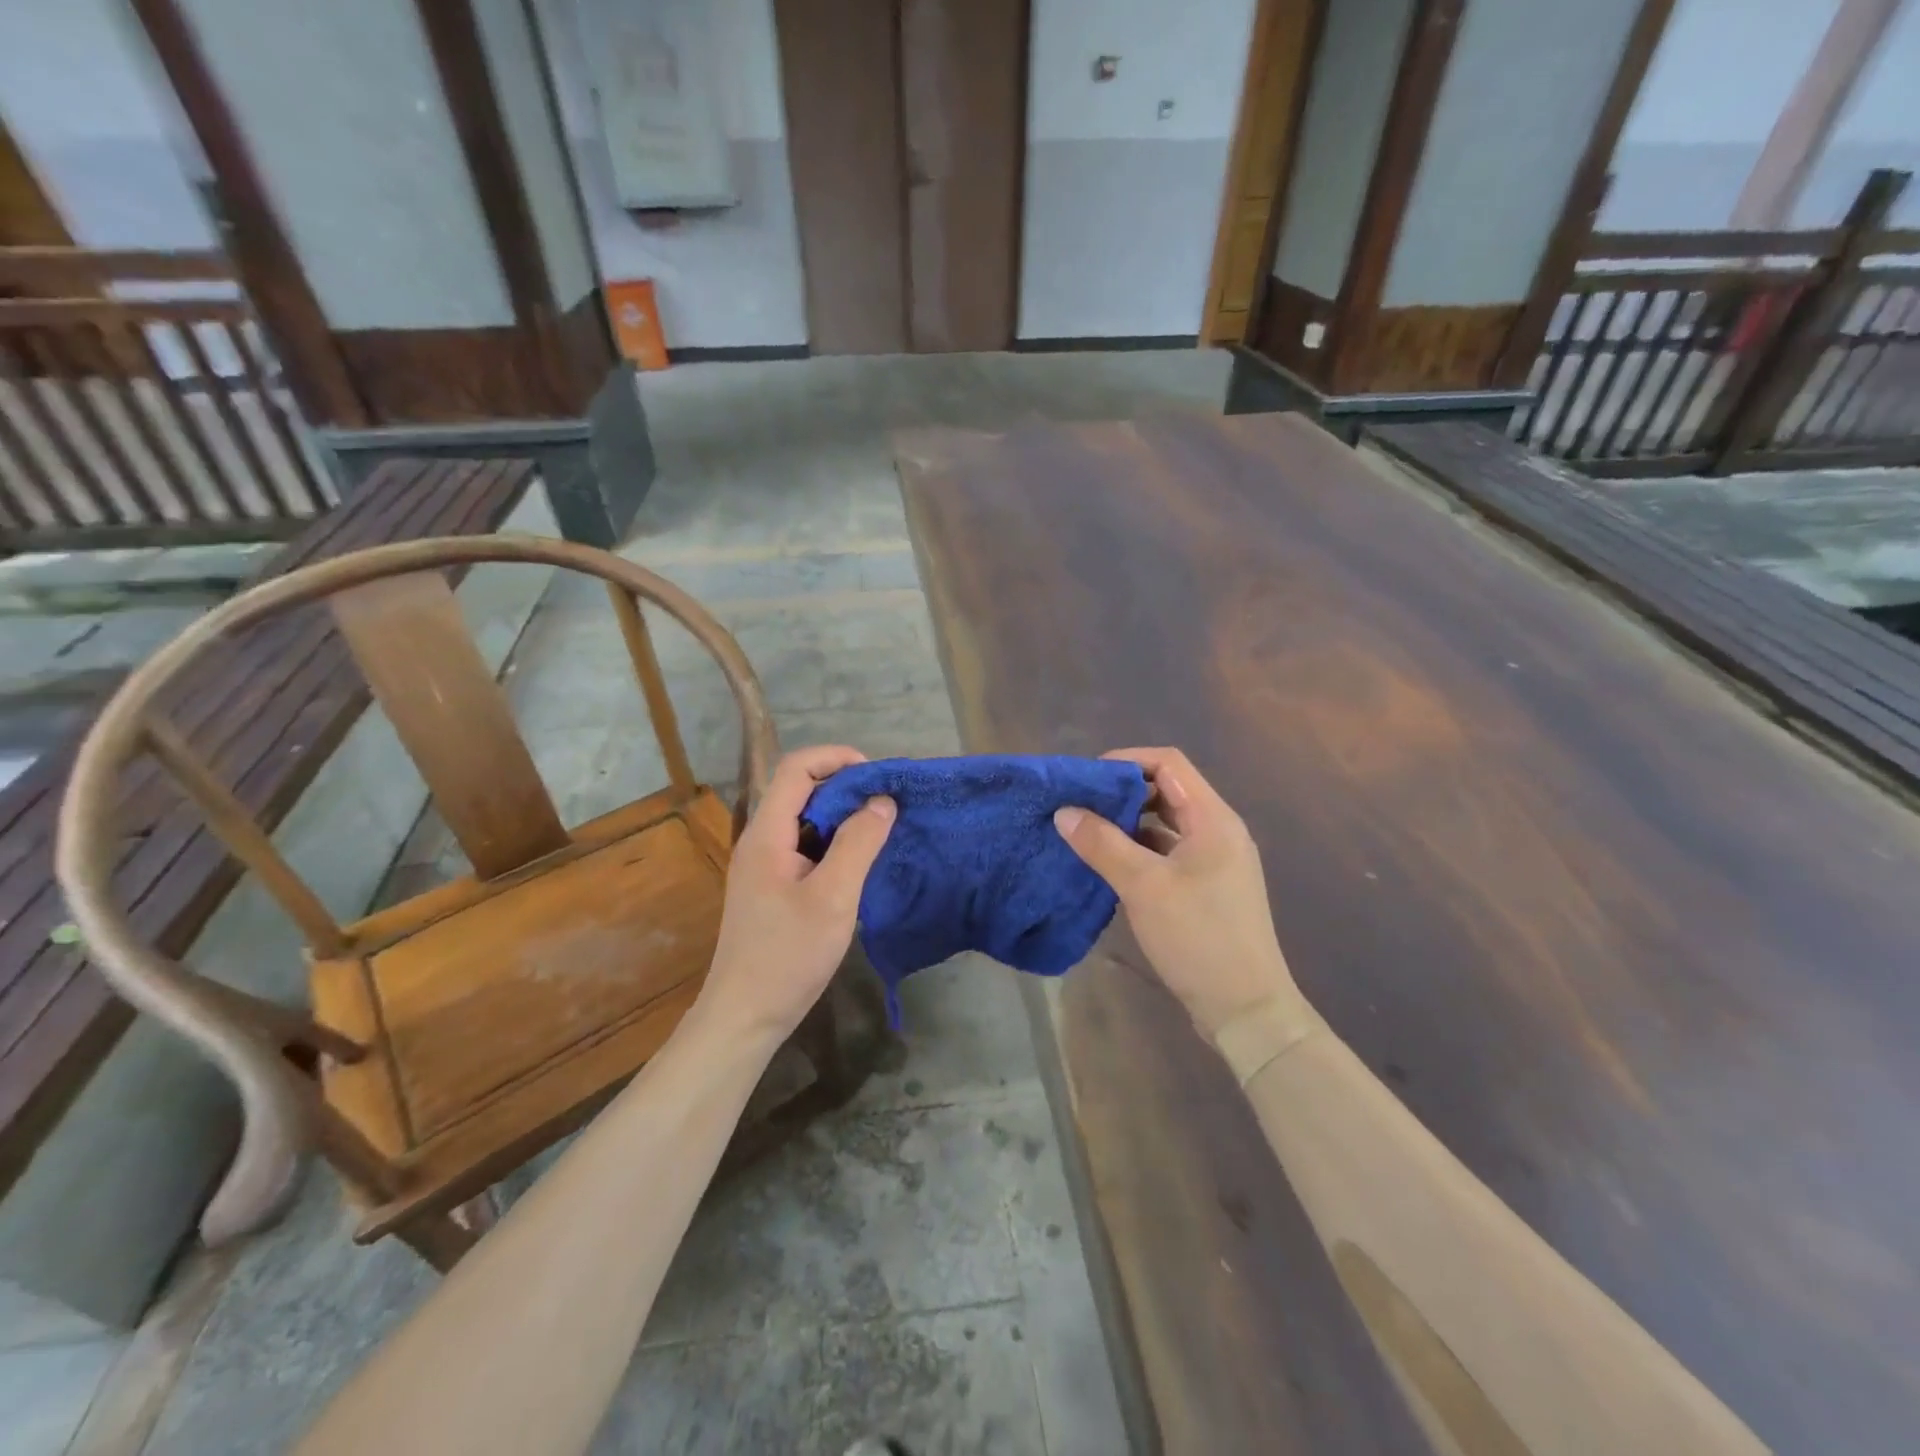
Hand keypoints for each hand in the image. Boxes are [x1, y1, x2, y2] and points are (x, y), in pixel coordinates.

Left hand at [698, 746, 895, 1044]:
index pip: (795, 769)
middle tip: (886, 805)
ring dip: (841, 817)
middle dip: (844, 787)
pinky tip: (858, 863)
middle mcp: (760, 841)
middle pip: (799, 791)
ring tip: (879, 830)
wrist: (745, 1015)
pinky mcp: (771, 888)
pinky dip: (833, 843)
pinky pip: (804, 847)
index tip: (876, 775)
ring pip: (804, 820)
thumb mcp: (834, 897)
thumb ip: (858, 844)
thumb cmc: (788, 955)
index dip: (835, 758)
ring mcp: (763, 866)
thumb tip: (882, 801)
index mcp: (767, 834)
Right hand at [1054, 747, 1299, 1038]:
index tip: (1087, 778)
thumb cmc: (1198, 937)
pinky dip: (1139, 850)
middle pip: (1168, 791)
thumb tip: (1064, 811)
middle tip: (1080, 804)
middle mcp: (1219, 831)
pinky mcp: (1207, 888)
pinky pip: (1169, 853)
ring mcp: (1215, 862)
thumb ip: (1102, 844)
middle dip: (1123, 792)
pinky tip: (1109, 864)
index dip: (1127, 760)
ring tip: (1087, 831)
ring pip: (1166, 824)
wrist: (1246, 1009)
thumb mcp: (1144, 886)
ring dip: (1129, 823)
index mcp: (1214, 819)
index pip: (1169, 764)